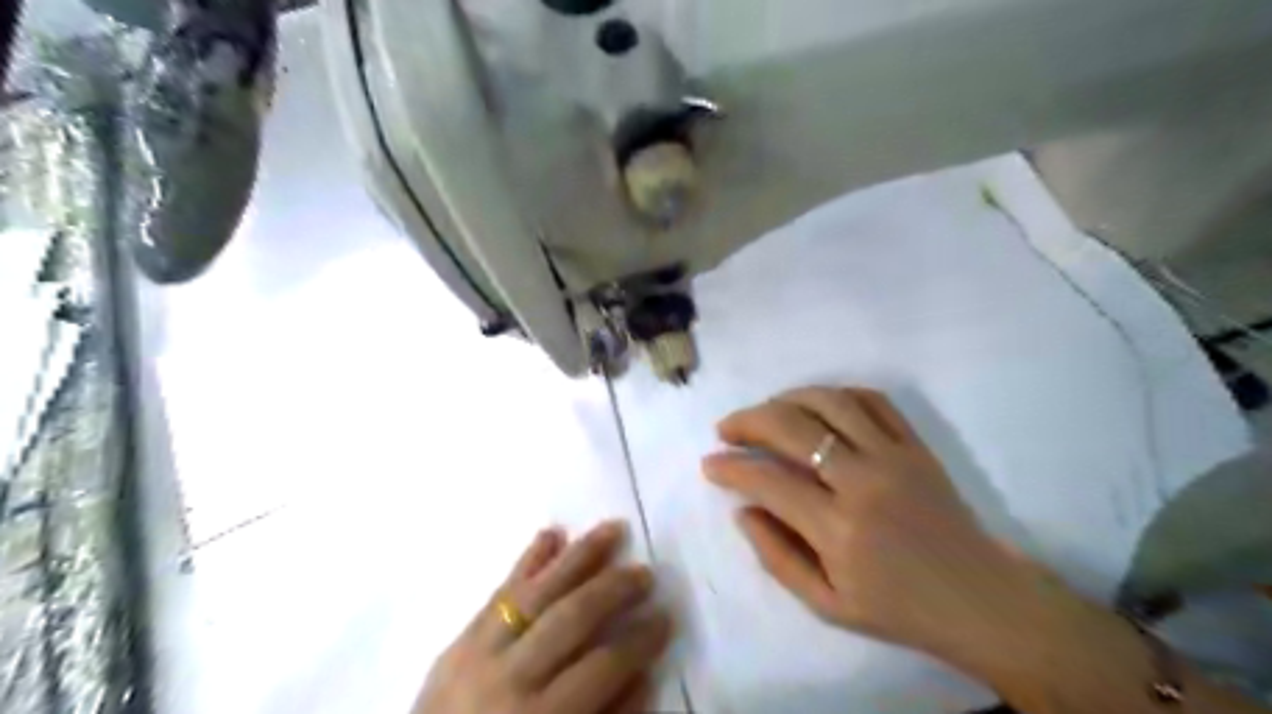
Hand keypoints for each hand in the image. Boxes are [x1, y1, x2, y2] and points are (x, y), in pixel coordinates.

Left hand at [417, 520, 673, 713]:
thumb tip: (643, 676)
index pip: (602, 666)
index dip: (639, 640)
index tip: (666, 616)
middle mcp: (509, 677)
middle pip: (571, 617)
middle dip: (614, 589)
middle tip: (646, 572)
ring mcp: (478, 652)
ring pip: (537, 591)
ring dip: (578, 557)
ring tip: (611, 529)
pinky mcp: (458, 639)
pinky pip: (499, 591)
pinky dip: (527, 560)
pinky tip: (551, 533)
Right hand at [701, 387, 1037, 661]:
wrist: (981, 599)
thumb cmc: (899, 608)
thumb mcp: (827, 605)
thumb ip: (777, 557)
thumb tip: (742, 510)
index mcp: (839, 529)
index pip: (768, 481)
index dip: (731, 468)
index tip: (710, 464)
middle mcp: (864, 481)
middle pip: (793, 427)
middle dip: (748, 421)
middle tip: (727, 429)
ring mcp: (894, 456)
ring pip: (830, 402)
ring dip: (788, 398)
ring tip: (766, 410)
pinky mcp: (916, 445)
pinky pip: (873, 400)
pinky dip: (837, 393)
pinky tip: (817, 405)